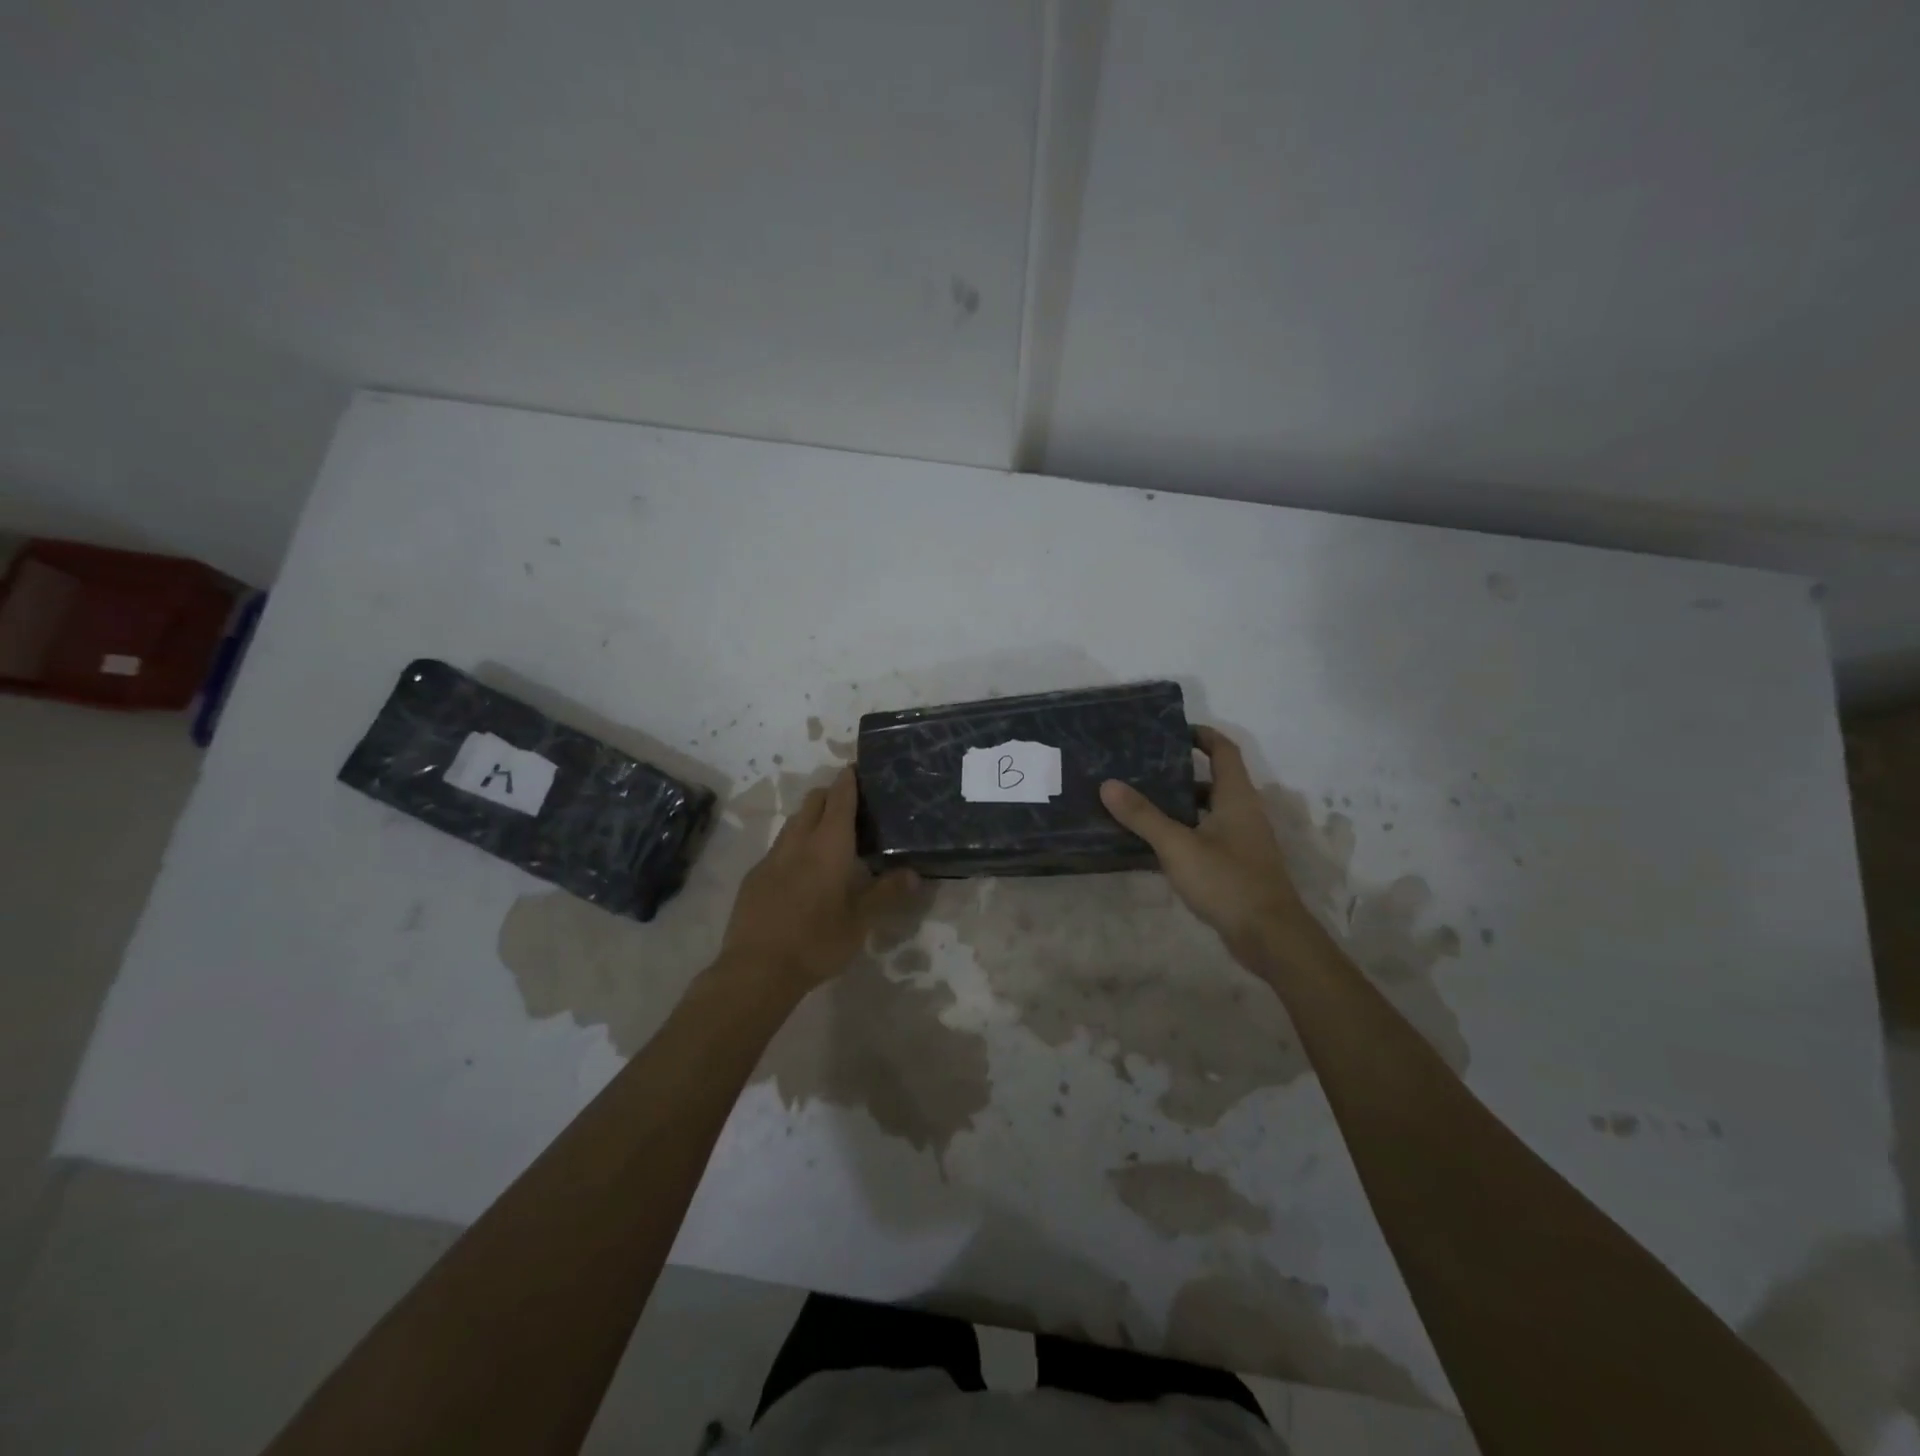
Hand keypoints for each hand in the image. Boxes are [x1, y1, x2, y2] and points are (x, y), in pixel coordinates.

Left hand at [720, 768, 917, 996]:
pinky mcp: (754, 877)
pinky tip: (802, 870)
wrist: (756, 970)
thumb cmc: (817, 941)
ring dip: (811, 818)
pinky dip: (795, 845)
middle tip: (852, 805)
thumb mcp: (861, 922)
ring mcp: (772, 858)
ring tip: (829, 835)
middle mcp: (798, 842)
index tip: (857, 769)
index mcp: (828, 845)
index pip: (839, 798)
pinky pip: (779, 848)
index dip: (848, 780)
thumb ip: (886, 893)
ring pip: (793, 823)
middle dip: (830, 794)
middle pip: (813, 802)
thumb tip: (915, 873)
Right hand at [1100, 726, 1311, 965]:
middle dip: (1181, 773)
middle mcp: (1245, 812)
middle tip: (1143, 770)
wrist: (1269, 936)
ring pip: (1210, 811)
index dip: (1202, 735)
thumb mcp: (1178, 846)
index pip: (1224, 751)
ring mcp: (1244, 841)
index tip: (1172, 731)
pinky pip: (1209, 836)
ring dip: (1181, 805)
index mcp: (1237, 797)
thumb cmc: (1227, 881)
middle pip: (1215, 780)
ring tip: (1142, 804)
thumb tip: (1108, 784)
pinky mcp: (1238, 865)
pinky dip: (1186, 832)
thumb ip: (1143, 816)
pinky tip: (1157, 844)